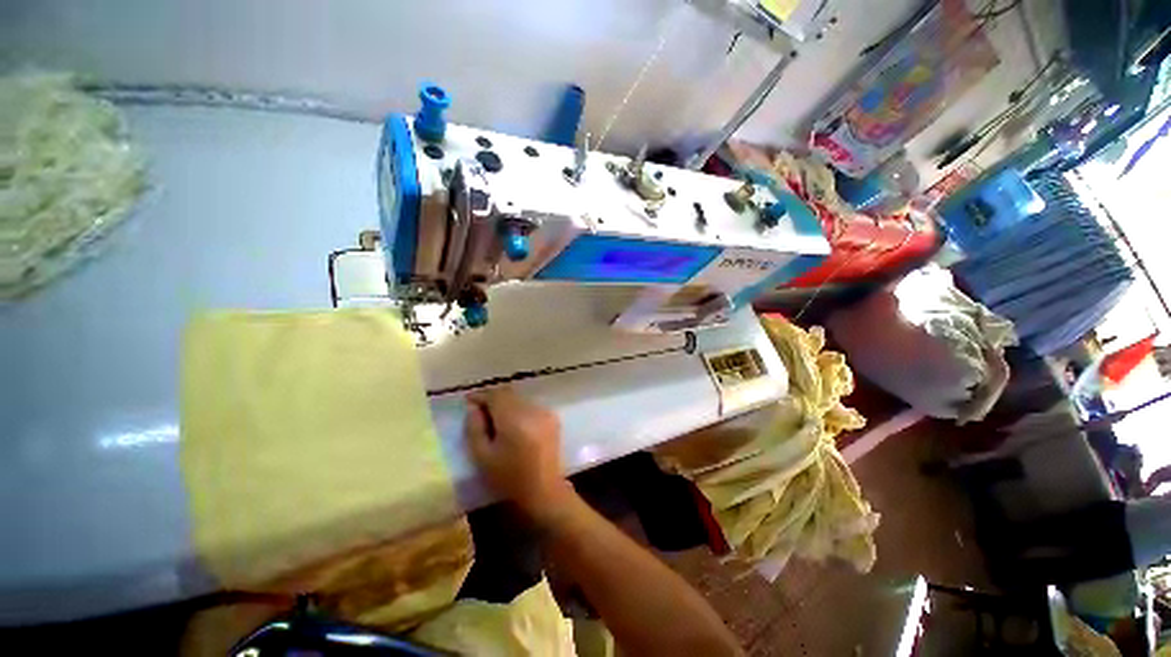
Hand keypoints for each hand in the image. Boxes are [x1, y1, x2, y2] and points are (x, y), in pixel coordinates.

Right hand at [465, 387, 574, 519]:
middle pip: (508, 394)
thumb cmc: (509, 477)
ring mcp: (544, 412)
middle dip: (493, 398)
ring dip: (506, 404)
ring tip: (495, 417)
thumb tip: (473, 407)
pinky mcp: (552, 417)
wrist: (543, 489)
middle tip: (479, 409)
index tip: (468, 400)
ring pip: (520, 399)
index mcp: (514, 418)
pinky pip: (530, 406)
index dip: (480, 395)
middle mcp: (531, 409)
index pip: (495, 395)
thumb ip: (474, 428)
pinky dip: (519, 410)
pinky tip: (513, 424)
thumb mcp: (482, 456)